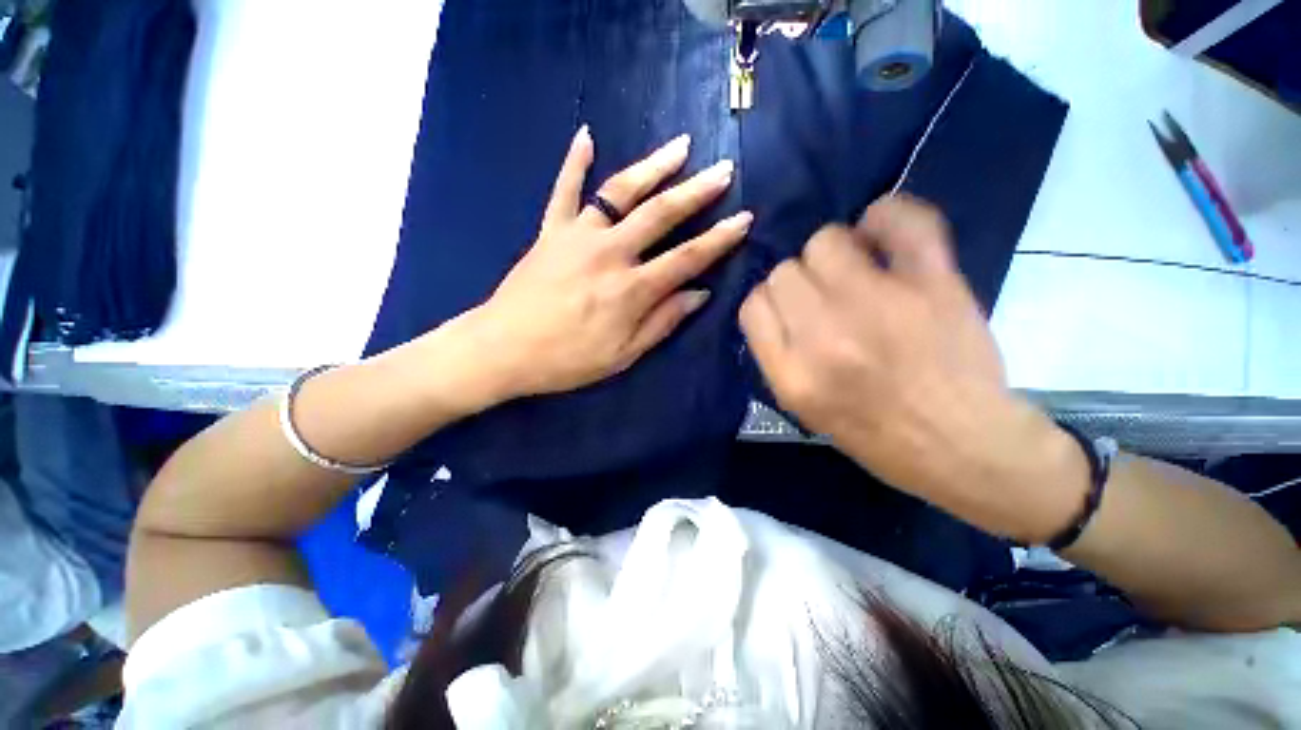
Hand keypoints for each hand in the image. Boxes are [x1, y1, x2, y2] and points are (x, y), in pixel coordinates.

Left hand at [468, 126, 751, 399]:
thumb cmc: (568, 360)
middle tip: (722, 171)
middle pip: (660, 214)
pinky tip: (586, 135)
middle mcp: (610, 253)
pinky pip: (564, 190)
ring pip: (620, 192)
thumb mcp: (623, 355)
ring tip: (680, 145)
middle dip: (696, 191)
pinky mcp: (550, 231)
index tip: (743, 218)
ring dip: (653, 166)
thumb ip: (663, 322)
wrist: (504, 349)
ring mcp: (578, 236)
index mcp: (631, 289)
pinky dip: (574, 162)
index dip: (719, 239)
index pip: (687, 257)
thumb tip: (699, 294)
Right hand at [740, 196, 1086, 539]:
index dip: (768, 304)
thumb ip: (775, 355)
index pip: (753, 307)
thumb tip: (773, 306)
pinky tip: (882, 235)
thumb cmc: (873, 435)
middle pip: (783, 272)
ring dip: (831, 254)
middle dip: (798, 283)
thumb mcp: (801, 407)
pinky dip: (887, 217)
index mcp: (791, 373)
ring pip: (824, 241)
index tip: (788, 312)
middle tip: (825, 300)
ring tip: (853, 272)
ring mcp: (879, 303)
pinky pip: (901, 221)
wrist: (960, 446)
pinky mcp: (932, 284)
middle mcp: (824, 335)